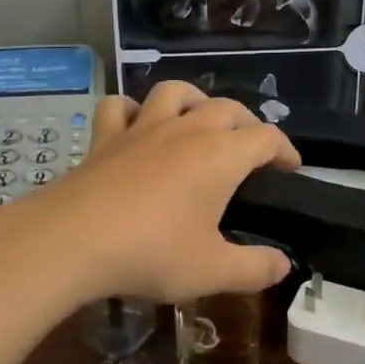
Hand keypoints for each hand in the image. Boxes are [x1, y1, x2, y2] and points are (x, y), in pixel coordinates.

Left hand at [21, 81, 300, 304]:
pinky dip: (131, 109)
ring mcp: (142, 128)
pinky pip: (119, 107)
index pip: (265, 137)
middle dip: (246, 122)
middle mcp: (186, 130)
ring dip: (194, 99)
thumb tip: (283, 265)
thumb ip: (254, 268)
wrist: (73, 240)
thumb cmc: (151, 253)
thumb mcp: (213, 271)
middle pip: (226, 107)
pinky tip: (134, 122)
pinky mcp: (105, 137)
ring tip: (199, 118)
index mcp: (220, 155)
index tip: (291, 166)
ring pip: (174, 92)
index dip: (284, 148)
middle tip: (250, 147)